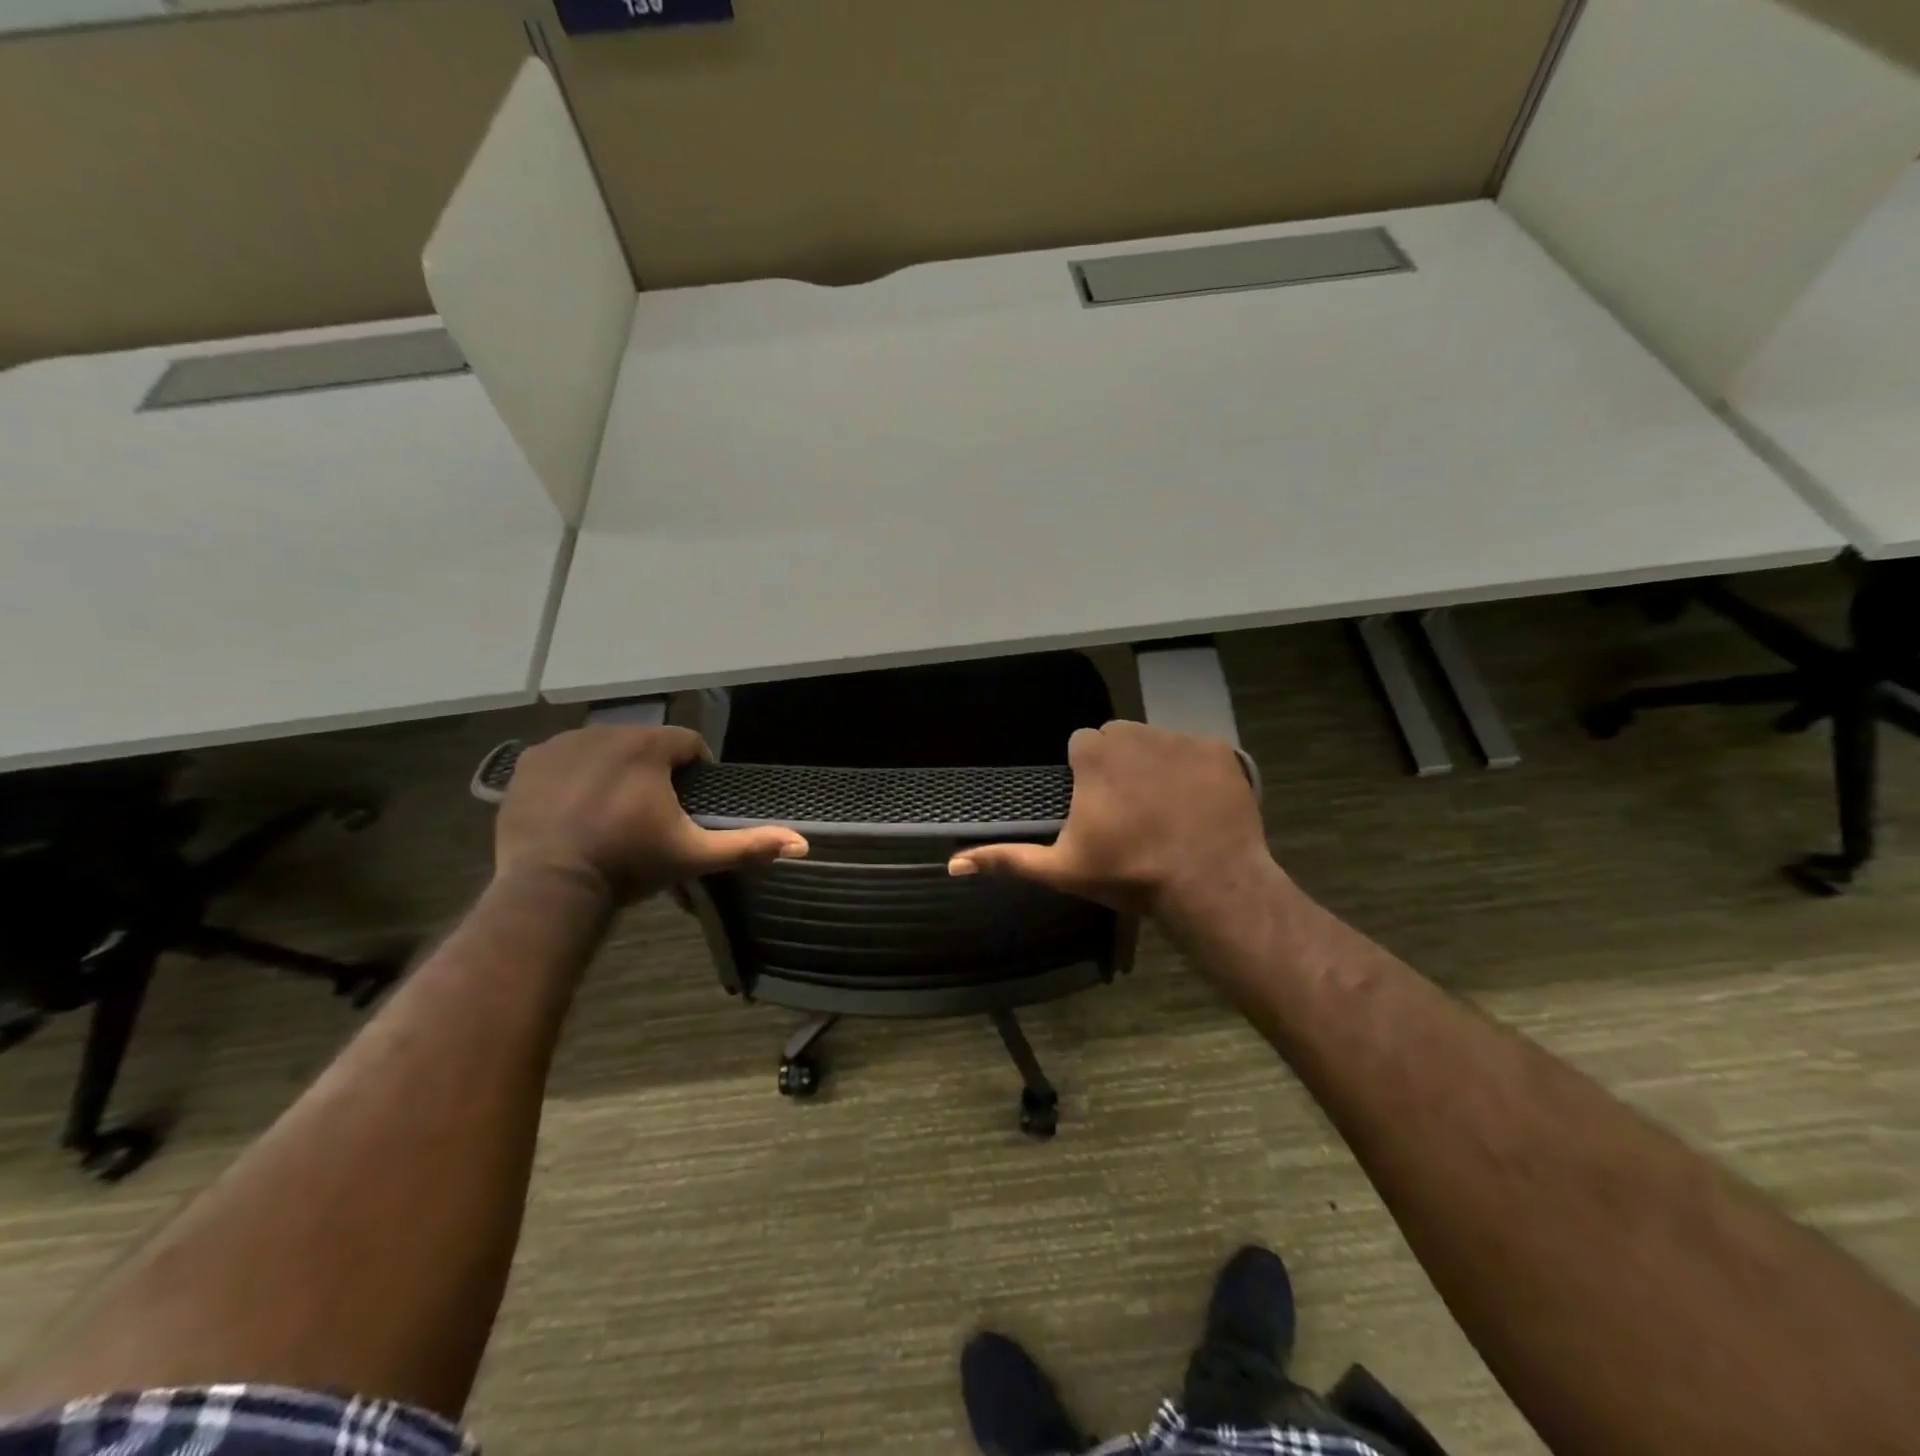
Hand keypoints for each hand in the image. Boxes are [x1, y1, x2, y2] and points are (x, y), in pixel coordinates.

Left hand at [495, 725, 806, 904]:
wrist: (551, 887)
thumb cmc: (629, 864)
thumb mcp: (694, 855)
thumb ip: (748, 845)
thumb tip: (803, 844)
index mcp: (649, 746)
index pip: (688, 743)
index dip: (695, 772)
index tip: (688, 803)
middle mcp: (605, 732)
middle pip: (645, 744)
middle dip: (653, 771)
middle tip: (651, 812)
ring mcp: (562, 744)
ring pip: (604, 749)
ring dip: (615, 770)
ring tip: (613, 810)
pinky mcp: (529, 763)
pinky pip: (564, 758)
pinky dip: (574, 775)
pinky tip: (576, 808)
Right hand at [946, 721, 1273, 921]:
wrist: (1209, 884)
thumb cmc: (1129, 873)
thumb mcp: (1062, 869)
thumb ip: (1008, 859)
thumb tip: (953, 864)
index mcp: (1093, 753)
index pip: (1081, 747)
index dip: (1086, 777)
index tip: (1097, 808)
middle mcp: (1134, 732)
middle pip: (1117, 740)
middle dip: (1118, 766)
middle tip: (1130, 811)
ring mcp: (1180, 738)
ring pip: (1155, 742)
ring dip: (1154, 764)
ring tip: (1165, 808)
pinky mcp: (1218, 749)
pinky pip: (1196, 751)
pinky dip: (1194, 771)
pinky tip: (1197, 805)